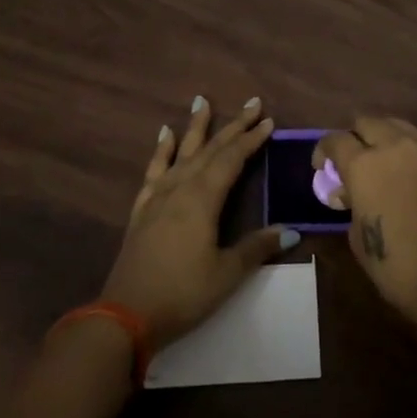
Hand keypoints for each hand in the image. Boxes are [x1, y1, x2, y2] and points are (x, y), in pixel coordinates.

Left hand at [101, 96, 294, 349]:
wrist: (125, 316)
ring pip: (181, 153)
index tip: (268, 120)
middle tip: (251, 103)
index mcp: (202, 199)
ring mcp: (158, 197)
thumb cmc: (182, 294)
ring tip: (202, 101)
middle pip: (210, 149)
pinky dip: (161, 150)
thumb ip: (256, 247)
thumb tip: (291, 231)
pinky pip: (154, 170)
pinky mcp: (142, 209)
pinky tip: (165, 135)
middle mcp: (180, 188)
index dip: (251, 139)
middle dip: (232, 126)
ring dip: (195, 127)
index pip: (232, 159)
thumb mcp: (227, 273)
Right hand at [312, 117, 416, 331]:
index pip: (336, 140)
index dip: (324, 151)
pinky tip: (403, 173)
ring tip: (379, 162)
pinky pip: (416, 141)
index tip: (323, 168)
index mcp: (363, 166)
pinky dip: (404, 149)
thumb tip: (351, 193)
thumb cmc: (397, 264)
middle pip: (366, 123)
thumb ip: (351, 204)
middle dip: (354, 138)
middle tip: (351, 163)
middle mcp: (392, 147)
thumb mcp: (357, 236)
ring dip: (381, 137)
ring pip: (394, 125)